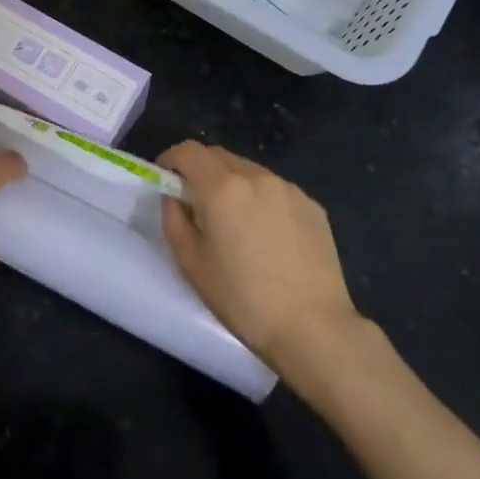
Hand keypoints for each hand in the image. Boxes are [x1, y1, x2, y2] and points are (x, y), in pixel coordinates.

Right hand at [157, 141, 360, 381]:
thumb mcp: (191, 263)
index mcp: (222, 187)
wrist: (313, 328)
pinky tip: (267, 235)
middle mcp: (256, 177)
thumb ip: (175, 219)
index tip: (166, 178)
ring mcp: (289, 189)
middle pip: (219, 156)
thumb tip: (175, 197)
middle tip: (196, 202)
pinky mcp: (312, 206)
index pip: (188, 151)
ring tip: (234, 221)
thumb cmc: (242, 299)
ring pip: (249, 171)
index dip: (171, 159)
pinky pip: (276, 191)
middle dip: (201, 170)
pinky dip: (261, 200)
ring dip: (232, 184)